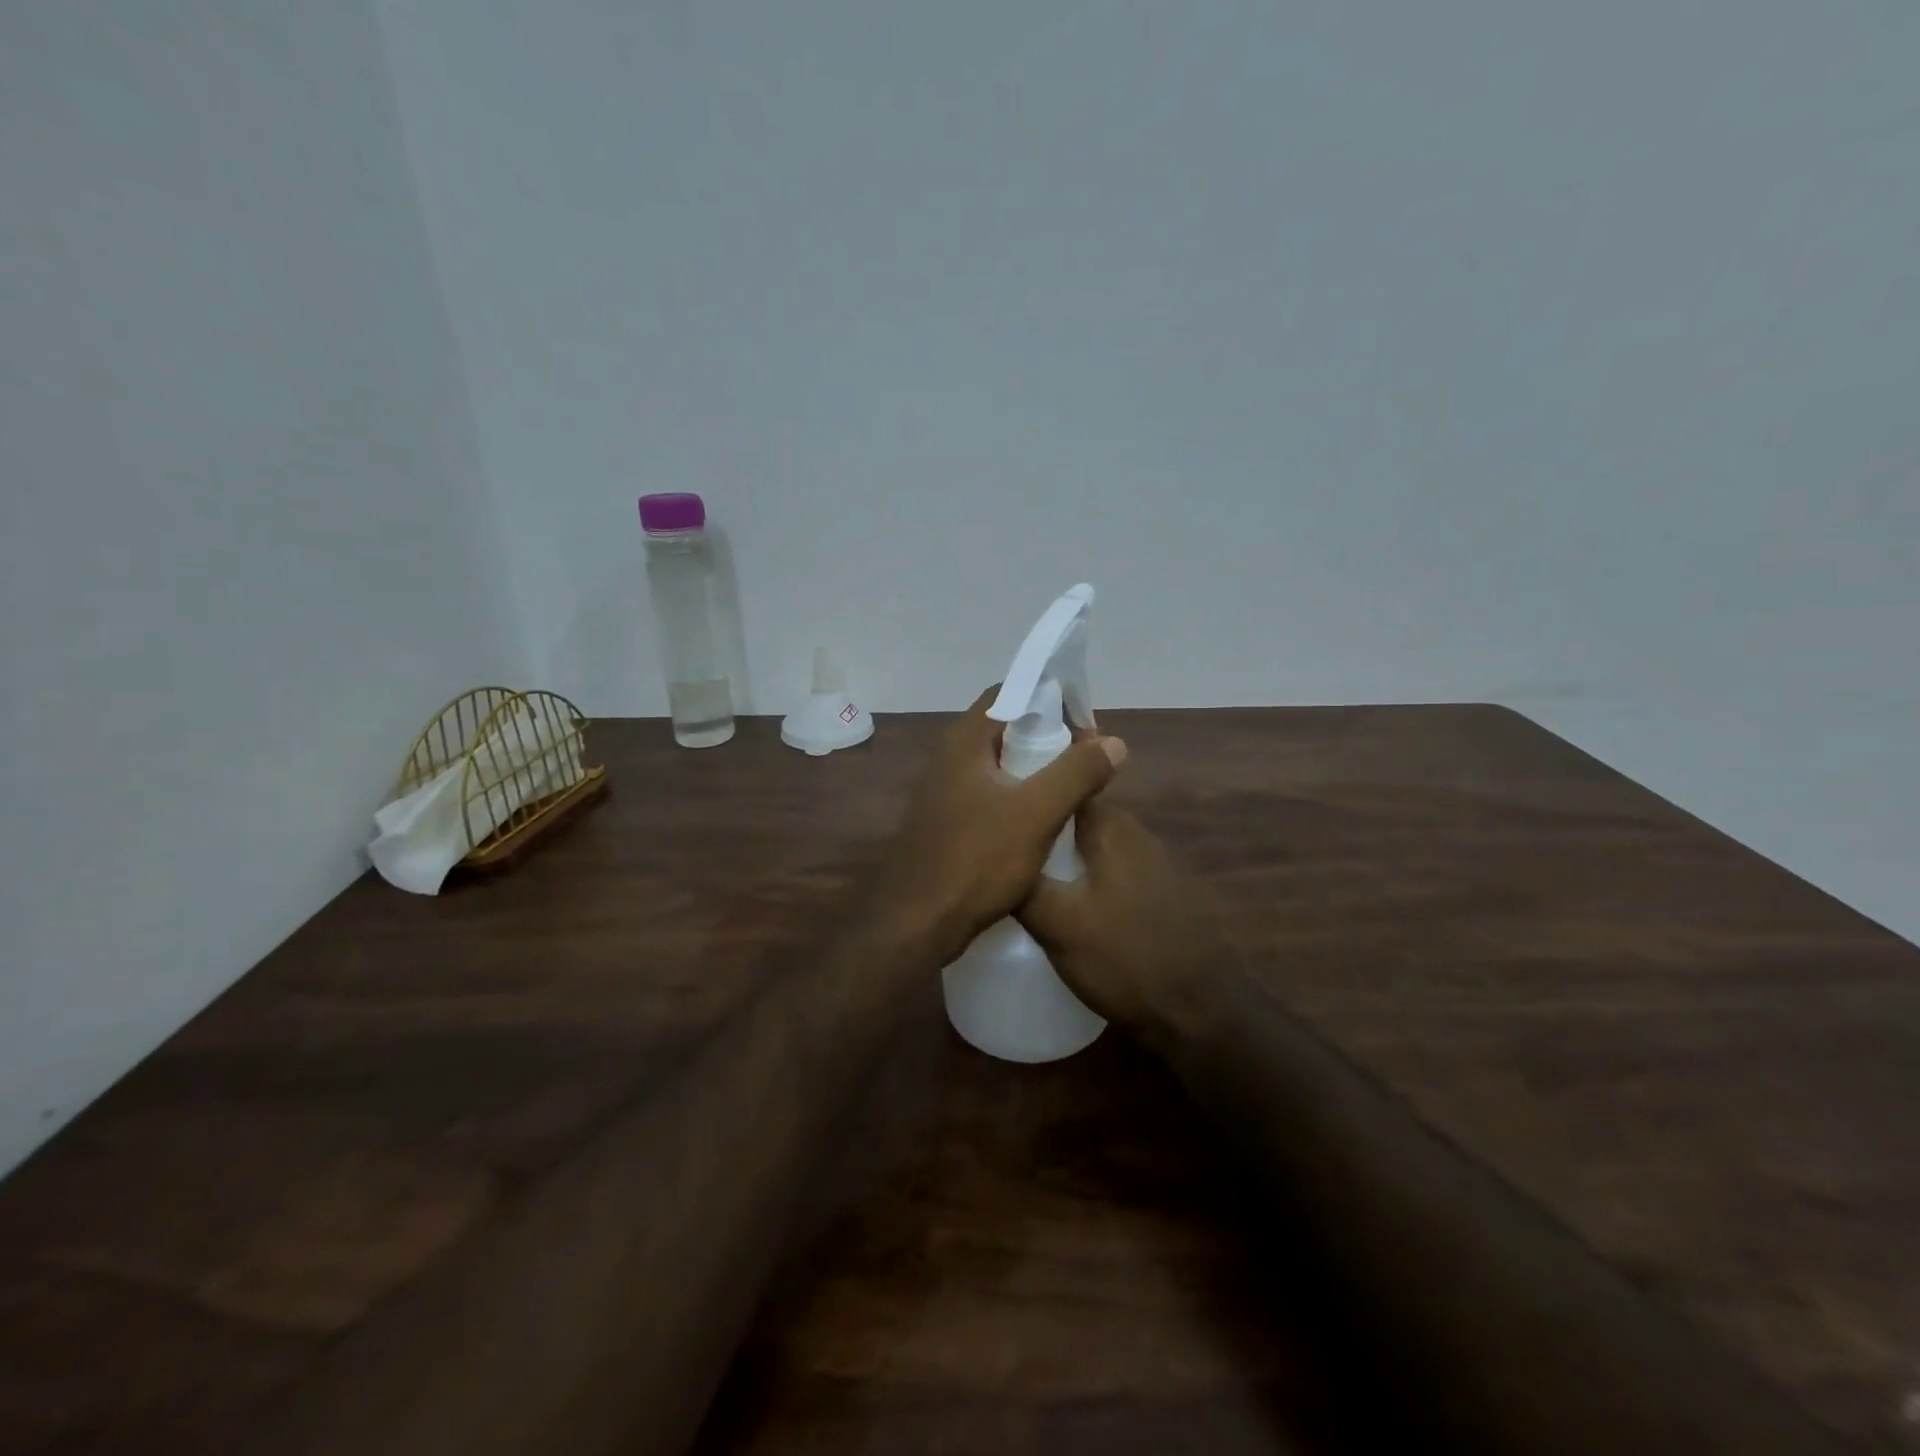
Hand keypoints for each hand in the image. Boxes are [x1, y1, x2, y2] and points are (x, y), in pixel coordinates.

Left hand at [877, 686, 1127, 964]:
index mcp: (964, 742)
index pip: (1008, 694)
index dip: (1048, 698)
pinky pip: (990, 794)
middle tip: (1087, 754)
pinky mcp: (947, 822)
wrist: (918, 923)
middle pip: (1005, 729)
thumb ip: (1076, 773)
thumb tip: (1113, 742)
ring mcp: (944, 792)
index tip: (1084, 719)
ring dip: (1035, 768)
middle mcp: (949, 758)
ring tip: (1074, 784)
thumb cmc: (976, 860)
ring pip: (998, 765)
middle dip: (1047, 736)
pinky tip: (1043, 819)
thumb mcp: (1036, 813)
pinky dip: (1018, 796)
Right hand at [1015, 800, 1237, 1037]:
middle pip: (1077, 816)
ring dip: (1065, 855)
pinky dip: (1087, 878)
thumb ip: (1023, 882)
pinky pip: (1111, 871)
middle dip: (1043, 827)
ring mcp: (1155, 864)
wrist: (1200, 1013)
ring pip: (1095, 846)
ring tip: (1025, 875)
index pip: (1064, 785)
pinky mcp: (1163, 894)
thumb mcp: (1057, 924)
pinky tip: (1069, 905)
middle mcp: (1137, 834)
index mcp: (1112, 828)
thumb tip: (992, 854)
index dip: (1029, 791)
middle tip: (1002, 847)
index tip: (996, 808)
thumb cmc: (1124, 958)